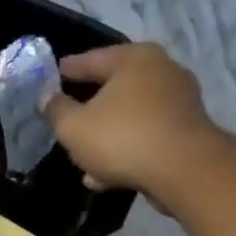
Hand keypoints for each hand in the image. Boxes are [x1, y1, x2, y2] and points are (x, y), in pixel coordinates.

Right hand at [44, 44, 215, 193]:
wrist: (185, 171)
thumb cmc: (123, 138)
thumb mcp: (74, 127)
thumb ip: (56, 110)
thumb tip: (47, 98)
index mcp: (134, 58)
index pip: (90, 59)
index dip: (67, 70)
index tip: (52, 77)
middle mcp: (162, 71)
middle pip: (114, 88)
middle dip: (89, 108)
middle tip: (69, 119)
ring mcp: (179, 101)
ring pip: (130, 117)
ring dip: (107, 138)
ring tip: (84, 161)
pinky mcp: (188, 131)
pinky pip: (146, 137)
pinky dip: (127, 151)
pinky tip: (106, 176)